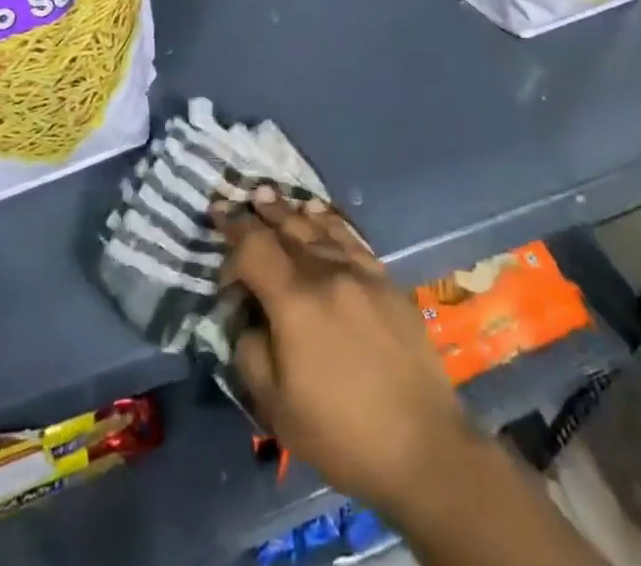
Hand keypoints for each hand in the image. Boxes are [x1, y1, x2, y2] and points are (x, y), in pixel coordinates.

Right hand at [217, 189, 476, 516]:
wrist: (421, 445)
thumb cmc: (341, 433)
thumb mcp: (276, 407)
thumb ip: (250, 352)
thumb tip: (247, 317)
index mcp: (295, 301)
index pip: (254, 247)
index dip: (232, 234)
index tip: (218, 226)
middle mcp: (327, 273)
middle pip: (287, 228)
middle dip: (259, 213)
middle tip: (239, 198)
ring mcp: (361, 272)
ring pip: (318, 228)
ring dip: (290, 211)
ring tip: (271, 196)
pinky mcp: (385, 280)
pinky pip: (350, 237)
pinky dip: (329, 221)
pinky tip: (319, 213)